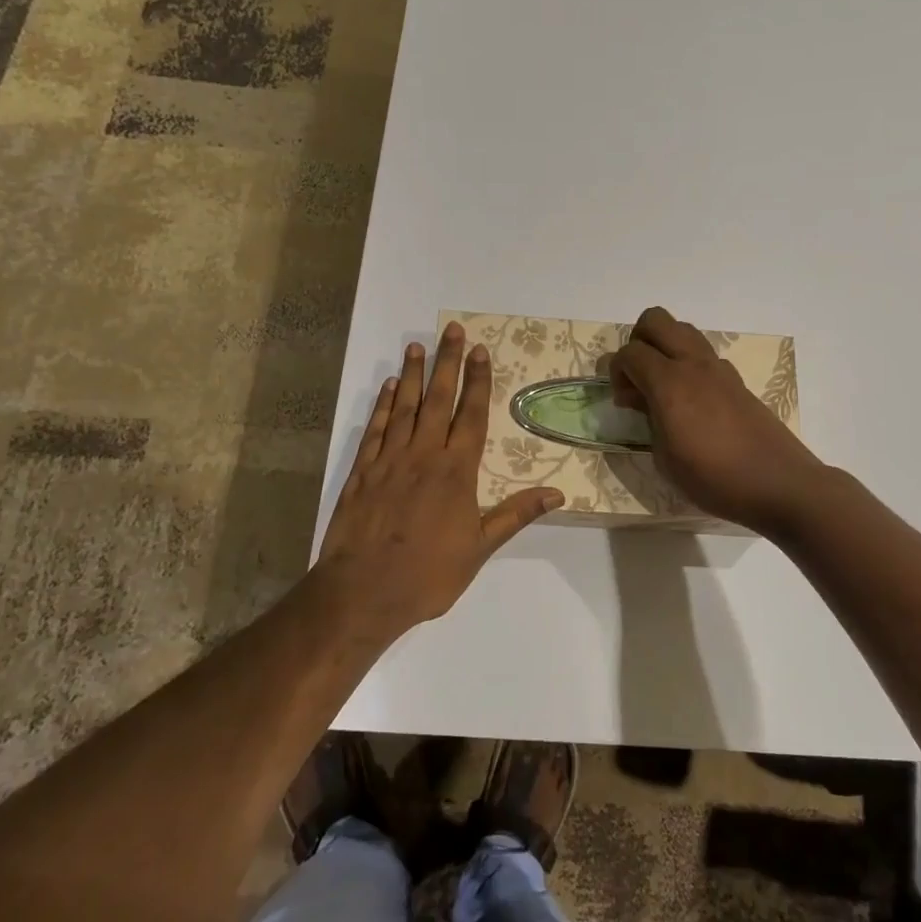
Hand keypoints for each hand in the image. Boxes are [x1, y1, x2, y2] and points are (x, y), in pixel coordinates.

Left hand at [315, 321, 562, 631]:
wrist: (362, 592)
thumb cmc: (428, 574)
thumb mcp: (480, 548)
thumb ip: (515, 514)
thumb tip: (558, 494)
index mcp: (456, 471)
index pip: (471, 415)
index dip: (477, 381)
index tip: (480, 351)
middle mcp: (424, 455)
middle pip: (438, 399)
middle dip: (448, 362)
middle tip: (451, 330)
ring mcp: (389, 459)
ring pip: (405, 407)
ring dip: (414, 374)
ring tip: (418, 345)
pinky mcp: (362, 470)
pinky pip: (375, 428)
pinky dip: (383, 405)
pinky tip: (390, 387)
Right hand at [611, 306, 828, 536]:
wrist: (778, 483)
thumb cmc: (713, 478)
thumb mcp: (664, 459)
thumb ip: (648, 420)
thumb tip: (643, 400)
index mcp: (669, 383)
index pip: (629, 352)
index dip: (617, 372)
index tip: (623, 402)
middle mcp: (693, 364)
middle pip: (655, 320)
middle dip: (638, 341)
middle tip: (639, 378)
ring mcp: (719, 368)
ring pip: (682, 329)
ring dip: (665, 347)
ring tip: (664, 387)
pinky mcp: (736, 380)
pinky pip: (704, 354)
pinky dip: (689, 365)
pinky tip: (692, 402)